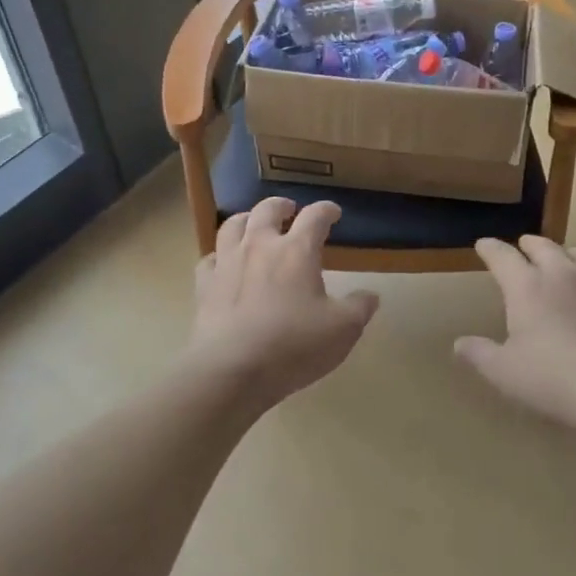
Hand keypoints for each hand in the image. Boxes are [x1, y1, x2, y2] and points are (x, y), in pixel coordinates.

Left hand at [190, 198, 379, 406]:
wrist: (232, 369)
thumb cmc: (293, 345)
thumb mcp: (342, 330)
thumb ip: (359, 308)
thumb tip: (371, 295)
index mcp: (296, 251)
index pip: (315, 217)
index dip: (326, 210)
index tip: (333, 213)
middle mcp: (260, 246)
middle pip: (267, 210)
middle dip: (281, 206)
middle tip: (290, 210)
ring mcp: (227, 262)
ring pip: (232, 225)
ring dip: (246, 219)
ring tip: (252, 224)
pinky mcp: (204, 285)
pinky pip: (209, 259)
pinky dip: (218, 255)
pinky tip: (222, 263)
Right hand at [457, 236, 575, 436]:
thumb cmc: (554, 379)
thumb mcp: (504, 372)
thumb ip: (479, 354)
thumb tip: (459, 343)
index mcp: (527, 286)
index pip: (502, 255)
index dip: (490, 248)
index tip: (483, 246)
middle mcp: (562, 275)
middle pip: (543, 245)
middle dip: (529, 245)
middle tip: (522, 249)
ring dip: (569, 254)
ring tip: (564, 262)